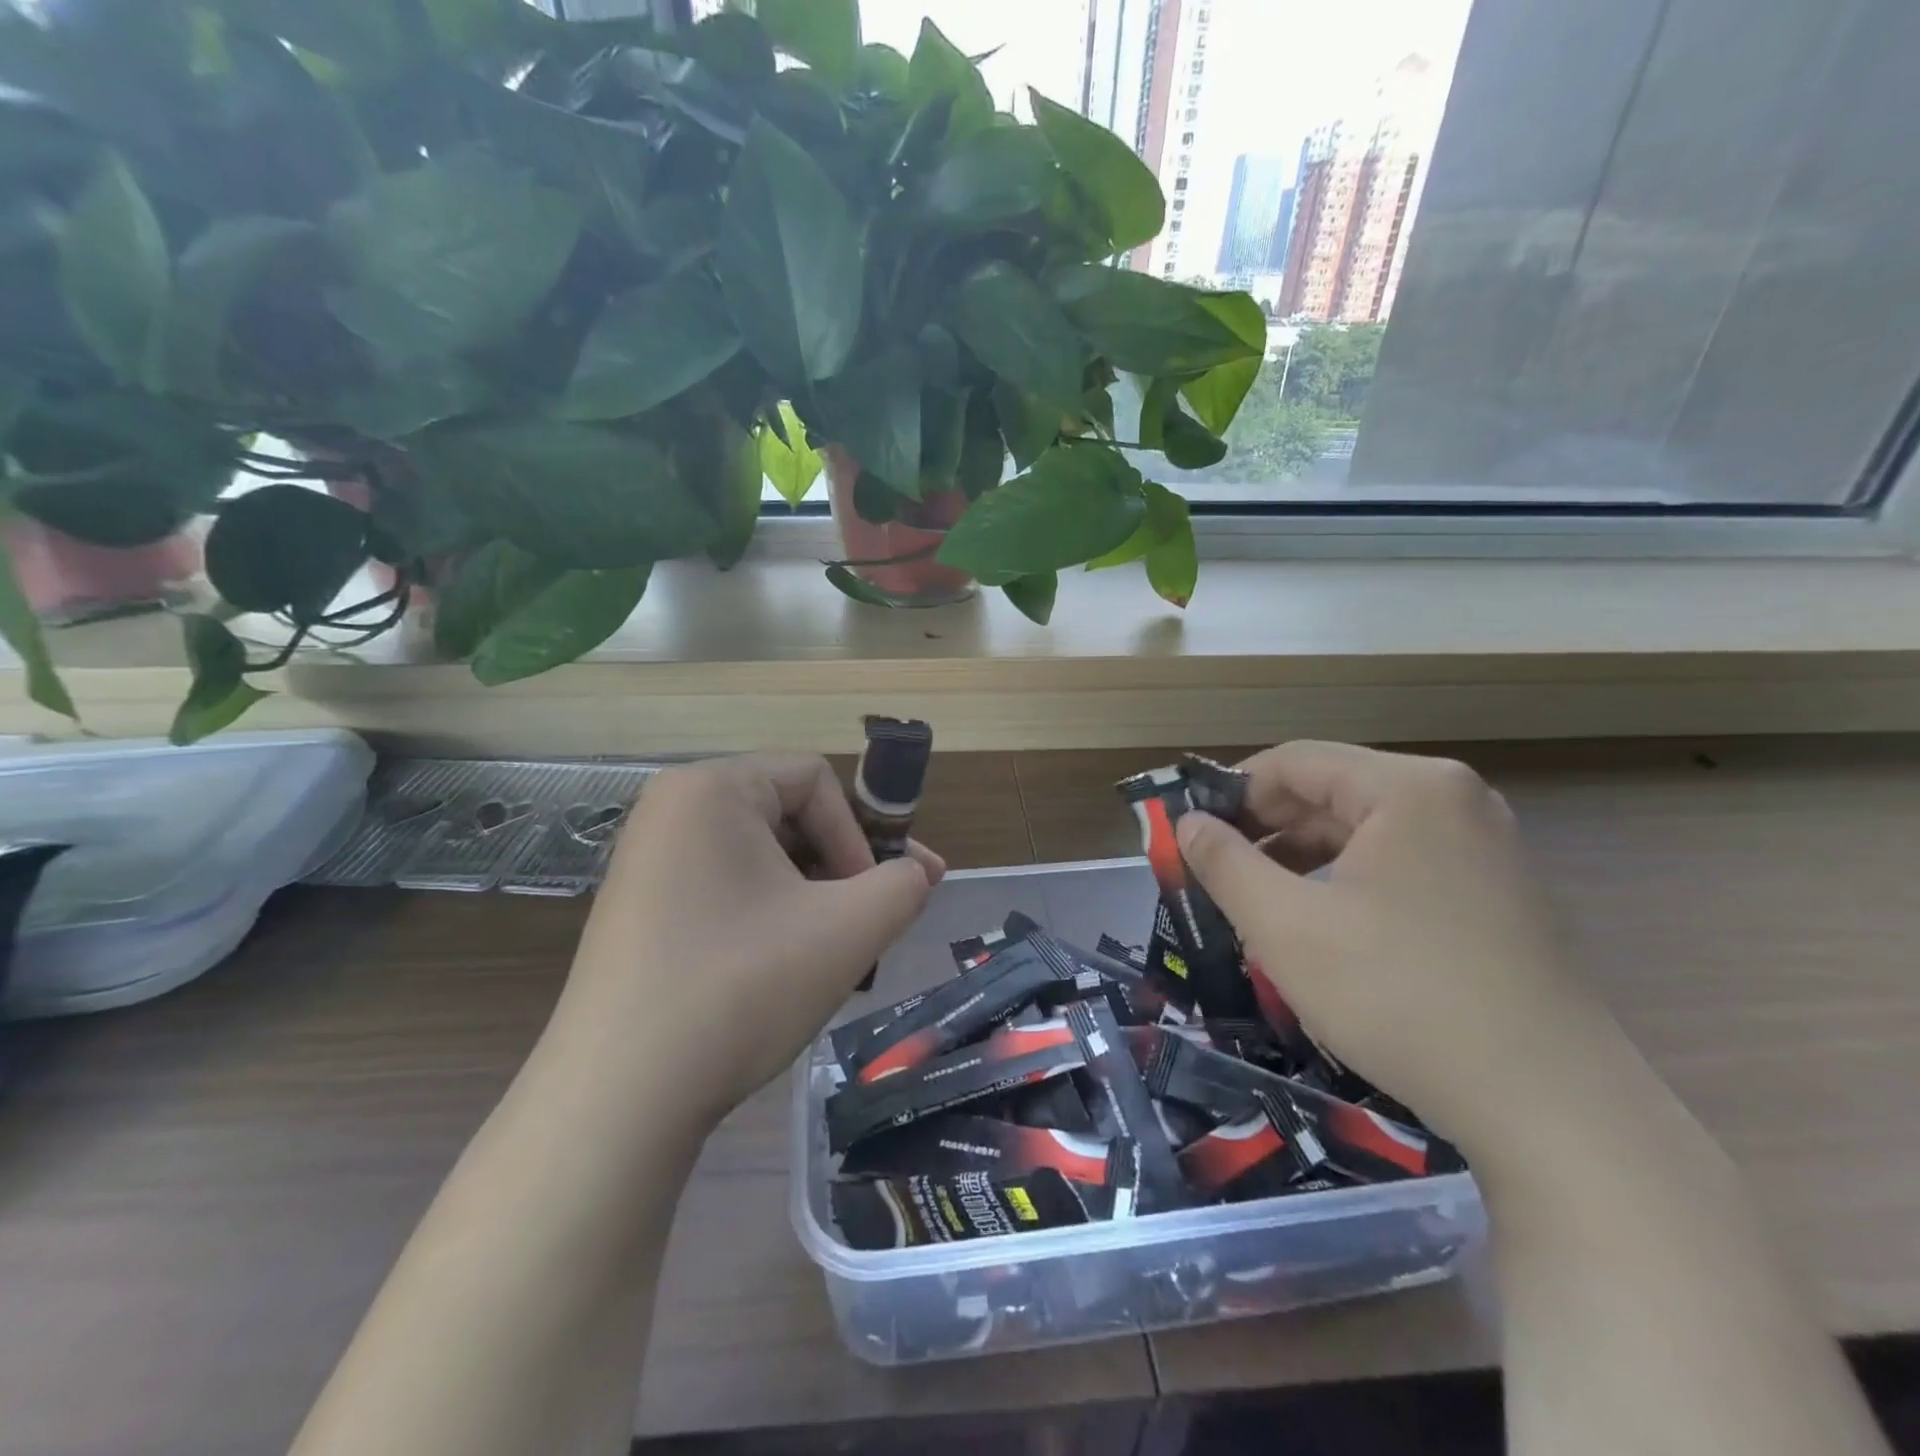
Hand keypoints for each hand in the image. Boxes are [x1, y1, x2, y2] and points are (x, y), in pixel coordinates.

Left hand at [553, 754, 943, 1125]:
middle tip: (869, 926)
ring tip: (830, 955)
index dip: (859, 833)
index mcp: (711, 788)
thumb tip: (917, 874)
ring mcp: (647, 861)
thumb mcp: (847, 930)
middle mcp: (670, 809)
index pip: (815, 779)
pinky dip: (767, 917)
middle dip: (840, 868)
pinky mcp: (639, 909)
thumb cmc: (740, 989)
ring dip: (810, 897)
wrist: (617, 1100)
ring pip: (760, 858)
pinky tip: (779, 971)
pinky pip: (725, 889)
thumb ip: (903, 886)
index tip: (872, 899)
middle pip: (787, 815)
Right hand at [1176, 741, 1617, 1152]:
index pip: (1295, 761)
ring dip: (1302, 858)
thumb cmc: (1400, 996)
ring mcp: (1485, 846)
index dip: (1230, 793)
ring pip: (1365, 830)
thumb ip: (1224, 863)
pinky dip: (1347, 881)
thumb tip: (1186, 824)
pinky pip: (1400, 863)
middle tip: (1216, 873)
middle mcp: (1455, 800)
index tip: (1189, 834)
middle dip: (1265, 829)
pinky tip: (1319, 925)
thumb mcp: (1286, 926)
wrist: (1552, 1108)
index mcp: (1409, 788)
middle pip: (1332, 791)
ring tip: (1258, 903)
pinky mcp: (1497, 892)